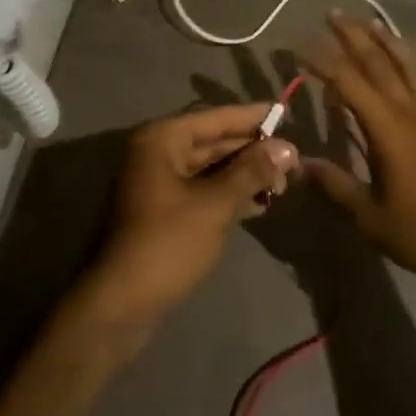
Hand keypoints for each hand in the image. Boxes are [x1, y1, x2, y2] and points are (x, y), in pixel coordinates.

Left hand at [89, 103, 297, 322]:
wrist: (123, 304)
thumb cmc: (168, 243)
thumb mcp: (215, 204)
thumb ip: (251, 172)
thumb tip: (287, 148)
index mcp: (162, 140)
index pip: (214, 118)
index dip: (251, 116)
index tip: (283, 111)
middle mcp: (157, 153)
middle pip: (213, 142)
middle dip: (252, 151)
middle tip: (292, 159)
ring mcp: (159, 183)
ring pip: (210, 168)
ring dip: (244, 175)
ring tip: (282, 185)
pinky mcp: (164, 210)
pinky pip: (203, 189)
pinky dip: (229, 193)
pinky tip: (259, 204)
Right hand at [300, 14, 415, 277]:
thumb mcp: (369, 216)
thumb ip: (335, 184)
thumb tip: (300, 162)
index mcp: (388, 128)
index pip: (349, 82)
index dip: (323, 61)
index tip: (300, 47)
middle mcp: (411, 111)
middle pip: (379, 63)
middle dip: (354, 36)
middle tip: (334, 15)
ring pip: (409, 66)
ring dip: (388, 41)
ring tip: (371, 23)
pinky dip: (413, 65)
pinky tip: (408, 63)